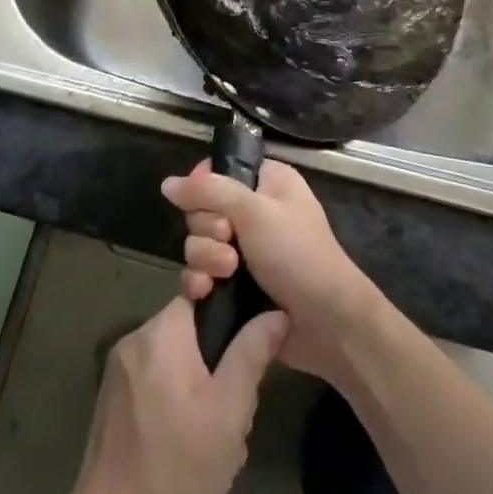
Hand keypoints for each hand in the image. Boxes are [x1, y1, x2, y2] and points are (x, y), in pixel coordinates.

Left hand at [67, 294, 287, 493]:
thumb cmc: (178, 470)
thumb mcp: (230, 412)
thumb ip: (252, 354)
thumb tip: (275, 312)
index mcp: (161, 332)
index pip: (201, 294)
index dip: (230, 317)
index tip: (247, 352)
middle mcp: (133, 339)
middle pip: (189, 330)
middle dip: (216, 363)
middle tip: (234, 411)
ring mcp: (117, 371)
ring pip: (173, 359)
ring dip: (197, 386)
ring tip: (214, 436)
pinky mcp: (109, 400)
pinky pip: (153, 381)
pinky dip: (174, 401)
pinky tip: (186, 445)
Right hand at [162, 159, 382, 381]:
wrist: (326, 323)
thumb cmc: (297, 254)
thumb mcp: (256, 212)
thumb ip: (209, 192)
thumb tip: (167, 183)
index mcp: (267, 182)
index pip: (219, 170)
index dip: (204, 186)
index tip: (207, 202)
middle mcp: (254, 211)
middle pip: (202, 208)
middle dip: (207, 228)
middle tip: (229, 240)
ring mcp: (244, 250)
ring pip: (199, 243)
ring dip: (206, 257)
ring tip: (227, 272)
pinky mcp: (235, 285)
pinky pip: (201, 273)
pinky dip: (200, 281)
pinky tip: (205, 292)